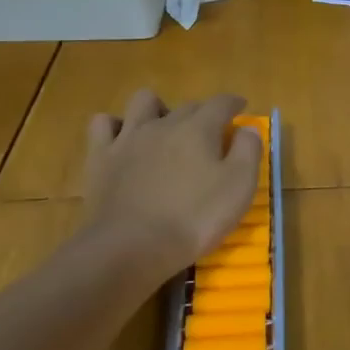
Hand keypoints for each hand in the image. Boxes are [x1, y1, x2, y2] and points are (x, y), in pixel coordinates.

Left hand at [79, 90, 262, 280]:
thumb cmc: (194, 218)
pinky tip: (123, 140)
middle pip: (187, 105)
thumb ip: (248, 151)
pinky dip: (115, 125)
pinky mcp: (101, 157)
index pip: (221, 103)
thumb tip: (247, 129)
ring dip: (157, 108)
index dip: (234, 103)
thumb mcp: (239, 187)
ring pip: (143, 102)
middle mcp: (164, 123)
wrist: (132, 247)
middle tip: (211, 135)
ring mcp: (129, 138)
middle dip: (203, 113)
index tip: (241, 108)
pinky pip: (103, 124)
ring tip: (165, 128)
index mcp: (199, 129)